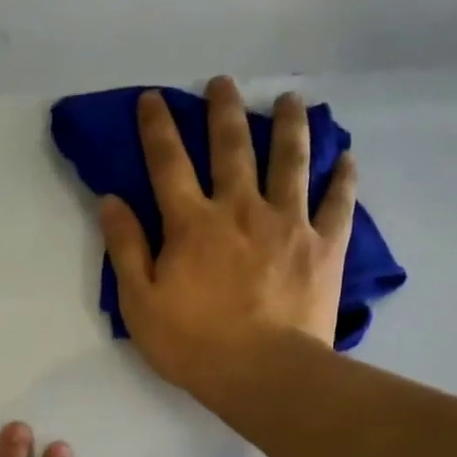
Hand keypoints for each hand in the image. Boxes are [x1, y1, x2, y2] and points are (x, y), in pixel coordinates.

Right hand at [99, 75, 354, 405]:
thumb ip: (126, 249)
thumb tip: (111, 200)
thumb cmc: (193, 344)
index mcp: (192, 223)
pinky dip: (342, 177)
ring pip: (290, 160)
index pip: (168, 163)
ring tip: (290, 101)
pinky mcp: (324, 245)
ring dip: (288, 126)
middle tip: (224, 83)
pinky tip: (346, 157)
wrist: (263, 373)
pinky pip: (337, 202)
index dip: (157, 128)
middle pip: (232, 147)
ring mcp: (288, 223)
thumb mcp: (140, 303)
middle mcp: (241, 209)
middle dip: (224, 111)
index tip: (153, 99)